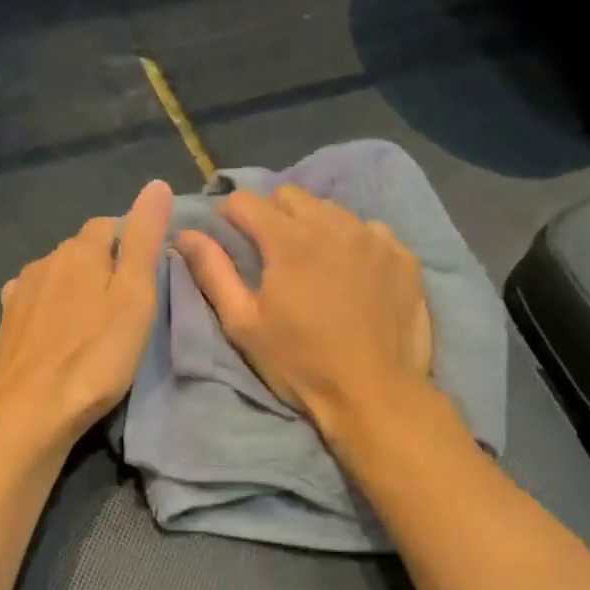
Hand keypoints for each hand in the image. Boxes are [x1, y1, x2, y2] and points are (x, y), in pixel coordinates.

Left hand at [0, 180, 174, 448]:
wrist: (32, 408)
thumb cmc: (96, 354)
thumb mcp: (135, 296)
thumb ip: (145, 240)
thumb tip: (156, 184)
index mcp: (79, 250)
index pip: (109, 225)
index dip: (131, 242)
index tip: (148, 272)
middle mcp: (45, 261)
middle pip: (81, 249)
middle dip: (104, 263)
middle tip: (127, 301)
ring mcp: (21, 291)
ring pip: (57, 275)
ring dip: (76, 286)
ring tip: (94, 319)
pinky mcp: (8, 322)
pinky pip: (36, 300)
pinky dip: (52, 307)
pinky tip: (58, 329)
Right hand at [173, 186, 433, 432]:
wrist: (374, 393)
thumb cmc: (300, 363)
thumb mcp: (244, 324)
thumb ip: (213, 272)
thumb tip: (186, 234)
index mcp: (288, 240)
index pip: (247, 201)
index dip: (230, 214)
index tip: (229, 235)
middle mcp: (333, 225)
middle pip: (291, 196)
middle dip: (273, 214)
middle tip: (270, 252)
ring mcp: (374, 238)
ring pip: (333, 210)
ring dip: (314, 226)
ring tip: (314, 262)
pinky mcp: (403, 256)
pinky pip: (371, 232)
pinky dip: (355, 243)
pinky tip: (353, 274)